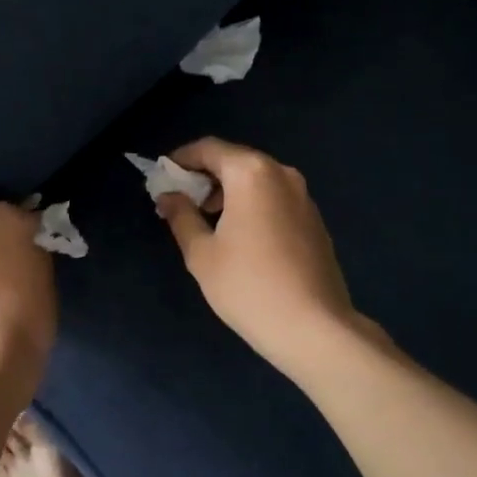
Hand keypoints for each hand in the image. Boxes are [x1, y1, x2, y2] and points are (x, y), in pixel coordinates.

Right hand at [155, 138, 364, 376]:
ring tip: (206, 221)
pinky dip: (251, 204)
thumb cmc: (248, 286)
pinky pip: (274, 198)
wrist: (314, 328)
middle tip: (180, 201)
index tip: (162, 177)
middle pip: (234, 160)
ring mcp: (303, 196)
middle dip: (204, 176)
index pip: (208, 148)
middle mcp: (281, 174)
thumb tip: (168, 196)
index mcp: (251, 173)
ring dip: (228, 191)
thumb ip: (181, 216)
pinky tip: (239, 236)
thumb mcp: (201, 253)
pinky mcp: (314, 219)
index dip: (180, 159)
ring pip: (256, 180)